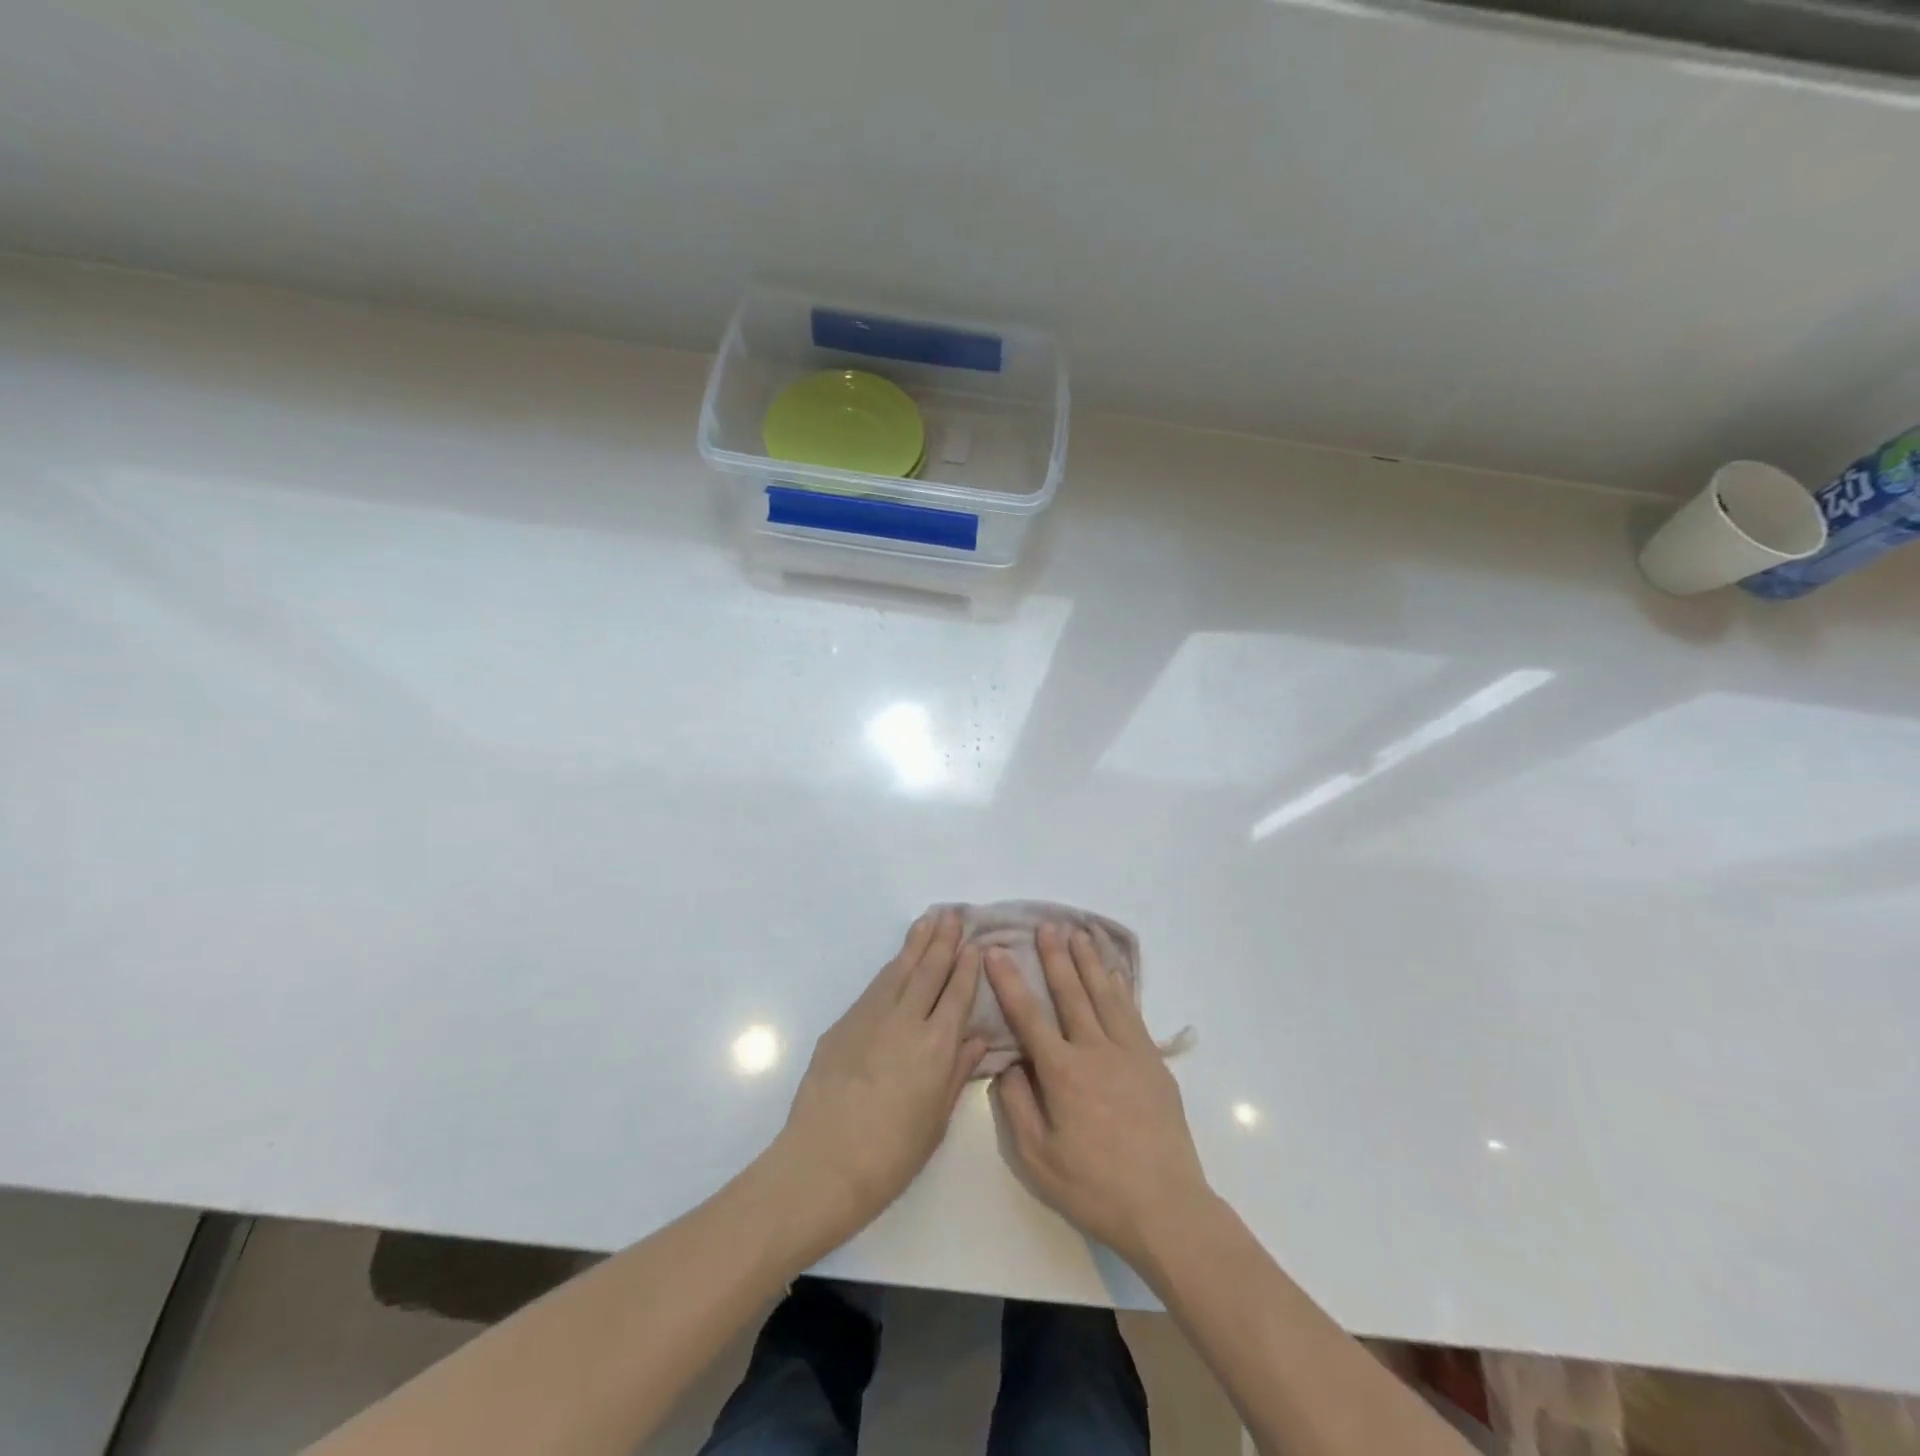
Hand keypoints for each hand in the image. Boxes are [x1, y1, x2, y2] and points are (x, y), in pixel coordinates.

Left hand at [771, 909, 986, 1251]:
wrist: (823, 1162)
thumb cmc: (890, 1154)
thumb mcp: (936, 1120)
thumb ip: (956, 1074)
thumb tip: (976, 1039)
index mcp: (936, 1046)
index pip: (957, 994)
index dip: (967, 967)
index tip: (975, 944)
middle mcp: (906, 1021)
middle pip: (929, 971)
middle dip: (944, 941)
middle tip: (953, 914)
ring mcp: (871, 1017)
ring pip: (900, 969)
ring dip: (917, 943)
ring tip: (929, 920)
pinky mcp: (845, 1023)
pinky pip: (876, 986)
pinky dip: (892, 968)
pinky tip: (898, 960)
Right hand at [988, 923, 1213, 1268]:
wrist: (1166, 1207)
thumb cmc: (1095, 1188)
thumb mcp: (1039, 1159)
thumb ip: (1017, 1106)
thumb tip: (1007, 1065)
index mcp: (1063, 1073)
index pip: (1029, 1016)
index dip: (1009, 981)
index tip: (996, 951)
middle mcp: (1095, 1051)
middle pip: (1071, 993)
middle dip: (1055, 957)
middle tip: (1045, 925)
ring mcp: (1129, 1052)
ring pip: (1105, 994)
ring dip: (1089, 961)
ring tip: (1079, 933)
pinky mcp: (1152, 1062)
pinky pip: (1133, 1012)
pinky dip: (1121, 987)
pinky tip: (1115, 973)